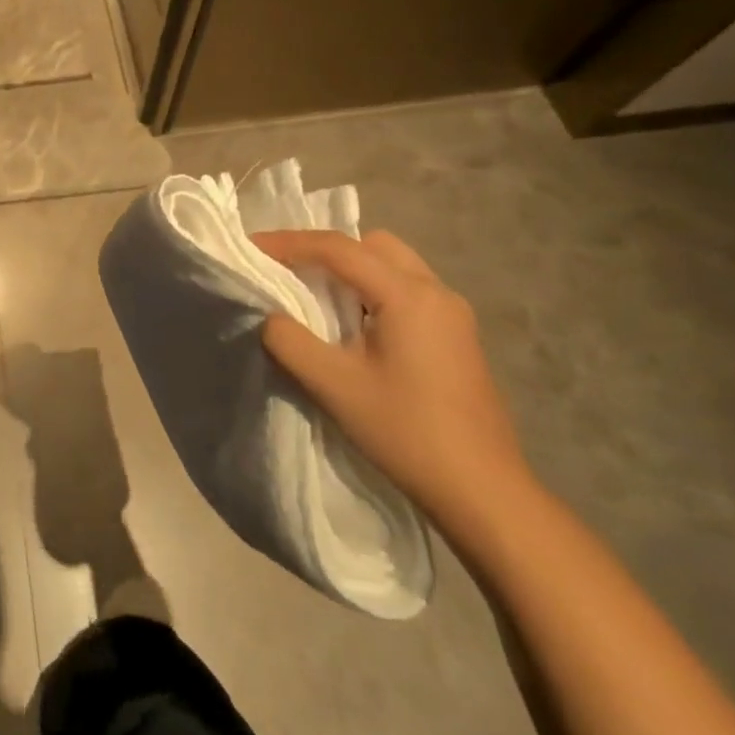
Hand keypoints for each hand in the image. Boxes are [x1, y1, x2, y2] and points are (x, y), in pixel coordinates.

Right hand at [251, 229, 533, 541]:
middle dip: (326, 250)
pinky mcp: (458, 336)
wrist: (482, 491)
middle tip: (289, 271)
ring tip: (317, 297)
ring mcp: (453, 314)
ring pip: (393, 265)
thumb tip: (271, 316)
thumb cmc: (405, 431)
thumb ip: (289, 340)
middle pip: (372, 246)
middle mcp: (436, 291)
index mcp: (408, 294)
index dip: (289, 242)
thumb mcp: (333, 385)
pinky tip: (355, 326)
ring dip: (352, 271)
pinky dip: (373, 290)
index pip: (339, 248)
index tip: (252, 247)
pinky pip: (407, 290)